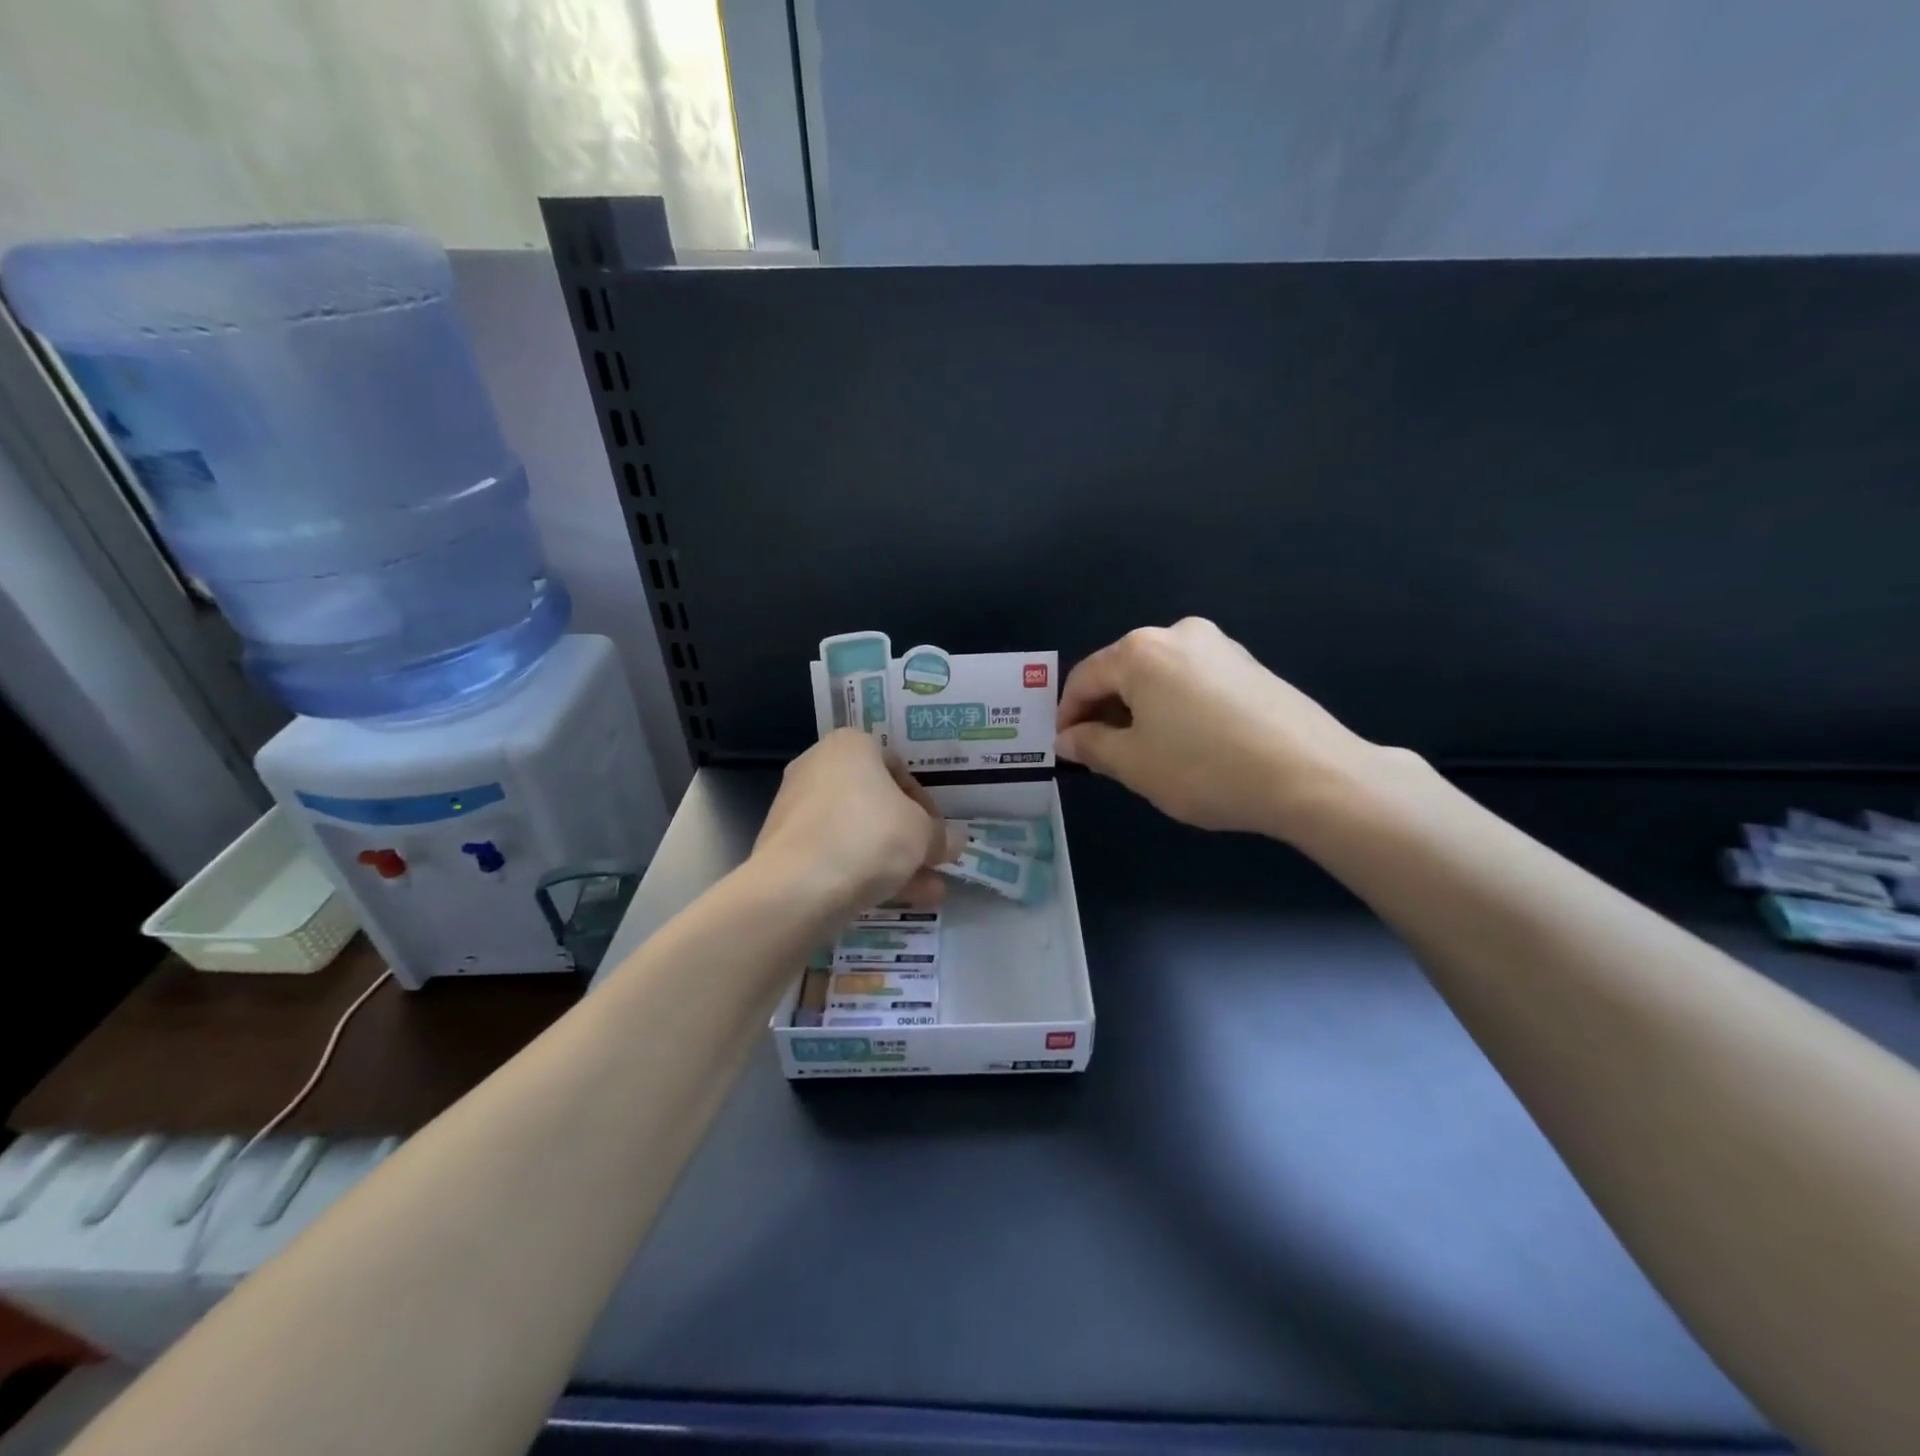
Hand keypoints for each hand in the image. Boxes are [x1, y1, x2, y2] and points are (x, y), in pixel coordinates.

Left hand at [753, 728, 956, 917]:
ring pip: (857, 833)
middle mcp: (818, 767)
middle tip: (933, 862)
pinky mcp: (785, 848)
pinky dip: (863, 872)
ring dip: (894, 860)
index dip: (926, 803)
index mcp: (850, 745)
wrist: (797, 887)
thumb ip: (941, 836)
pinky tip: (895, 901)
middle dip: (909, 837)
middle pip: (876, 803)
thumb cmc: (869, 836)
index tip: (939, 832)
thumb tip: (952, 842)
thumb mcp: (923, 834)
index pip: (898, 767)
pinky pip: (835, 854)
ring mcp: (796, 808)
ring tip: (927, 892)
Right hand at [1055, 618, 1414, 839]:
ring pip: (1159, 677)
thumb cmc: (1204, 767)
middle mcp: (1178, 634)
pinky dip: (1174, 707)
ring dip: (1140, 709)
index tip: (1064, 748)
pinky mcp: (1249, 665)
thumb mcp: (1134, 764)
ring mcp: (1219, 646)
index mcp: (1141, 651)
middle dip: (1104, 711)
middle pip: (1122, 671)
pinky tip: (1184, 742)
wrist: (1310, 774)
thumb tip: (1068, 738)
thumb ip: (1091, 746)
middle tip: (1099, 753)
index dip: (1067, 715)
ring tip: (1142, 752)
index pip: (1085, 678)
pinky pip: (1192, 682)